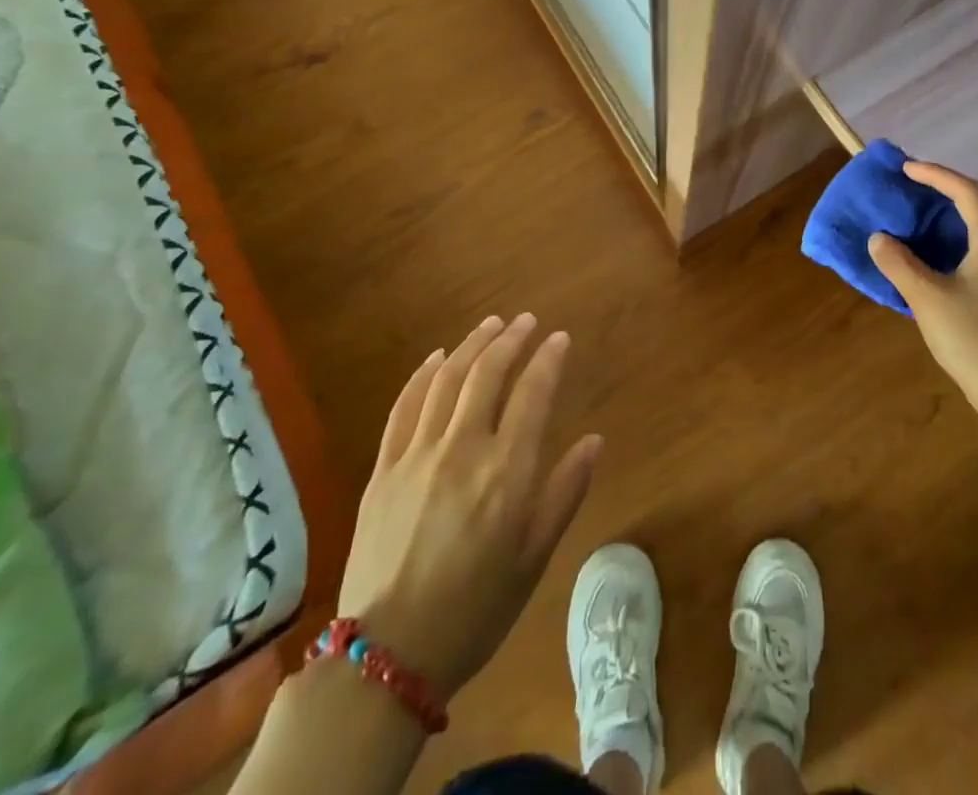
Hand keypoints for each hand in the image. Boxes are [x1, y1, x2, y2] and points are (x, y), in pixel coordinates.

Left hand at [336, 314, 601, 698]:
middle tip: (526, 321)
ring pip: (447, 380)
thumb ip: (565, 492)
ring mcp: (417, 455)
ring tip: (490, 325)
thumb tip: (594, 441)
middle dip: (511, 339)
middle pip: (488, 374)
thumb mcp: (534, 557)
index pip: (533, 393)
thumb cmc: (476, 609)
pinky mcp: (383, 469)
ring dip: (471, 345)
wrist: (388, 656)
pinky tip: (436, 358)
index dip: (548, 359)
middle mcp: (463, 450)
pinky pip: (404, 406)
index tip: (559, 338)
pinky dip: (423, 375)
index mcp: (507, 472)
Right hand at [869, 161, 977, 414]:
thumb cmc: (974, 339)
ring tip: (925, 217)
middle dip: (952, 189)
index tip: (906, 169)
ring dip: (957, 214)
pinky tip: (938, 257)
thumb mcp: (927, 299)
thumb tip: (879, 238)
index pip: (967, 192)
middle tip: (920, 189)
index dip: (936, 175)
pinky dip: (960, 237)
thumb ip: (899, 264)